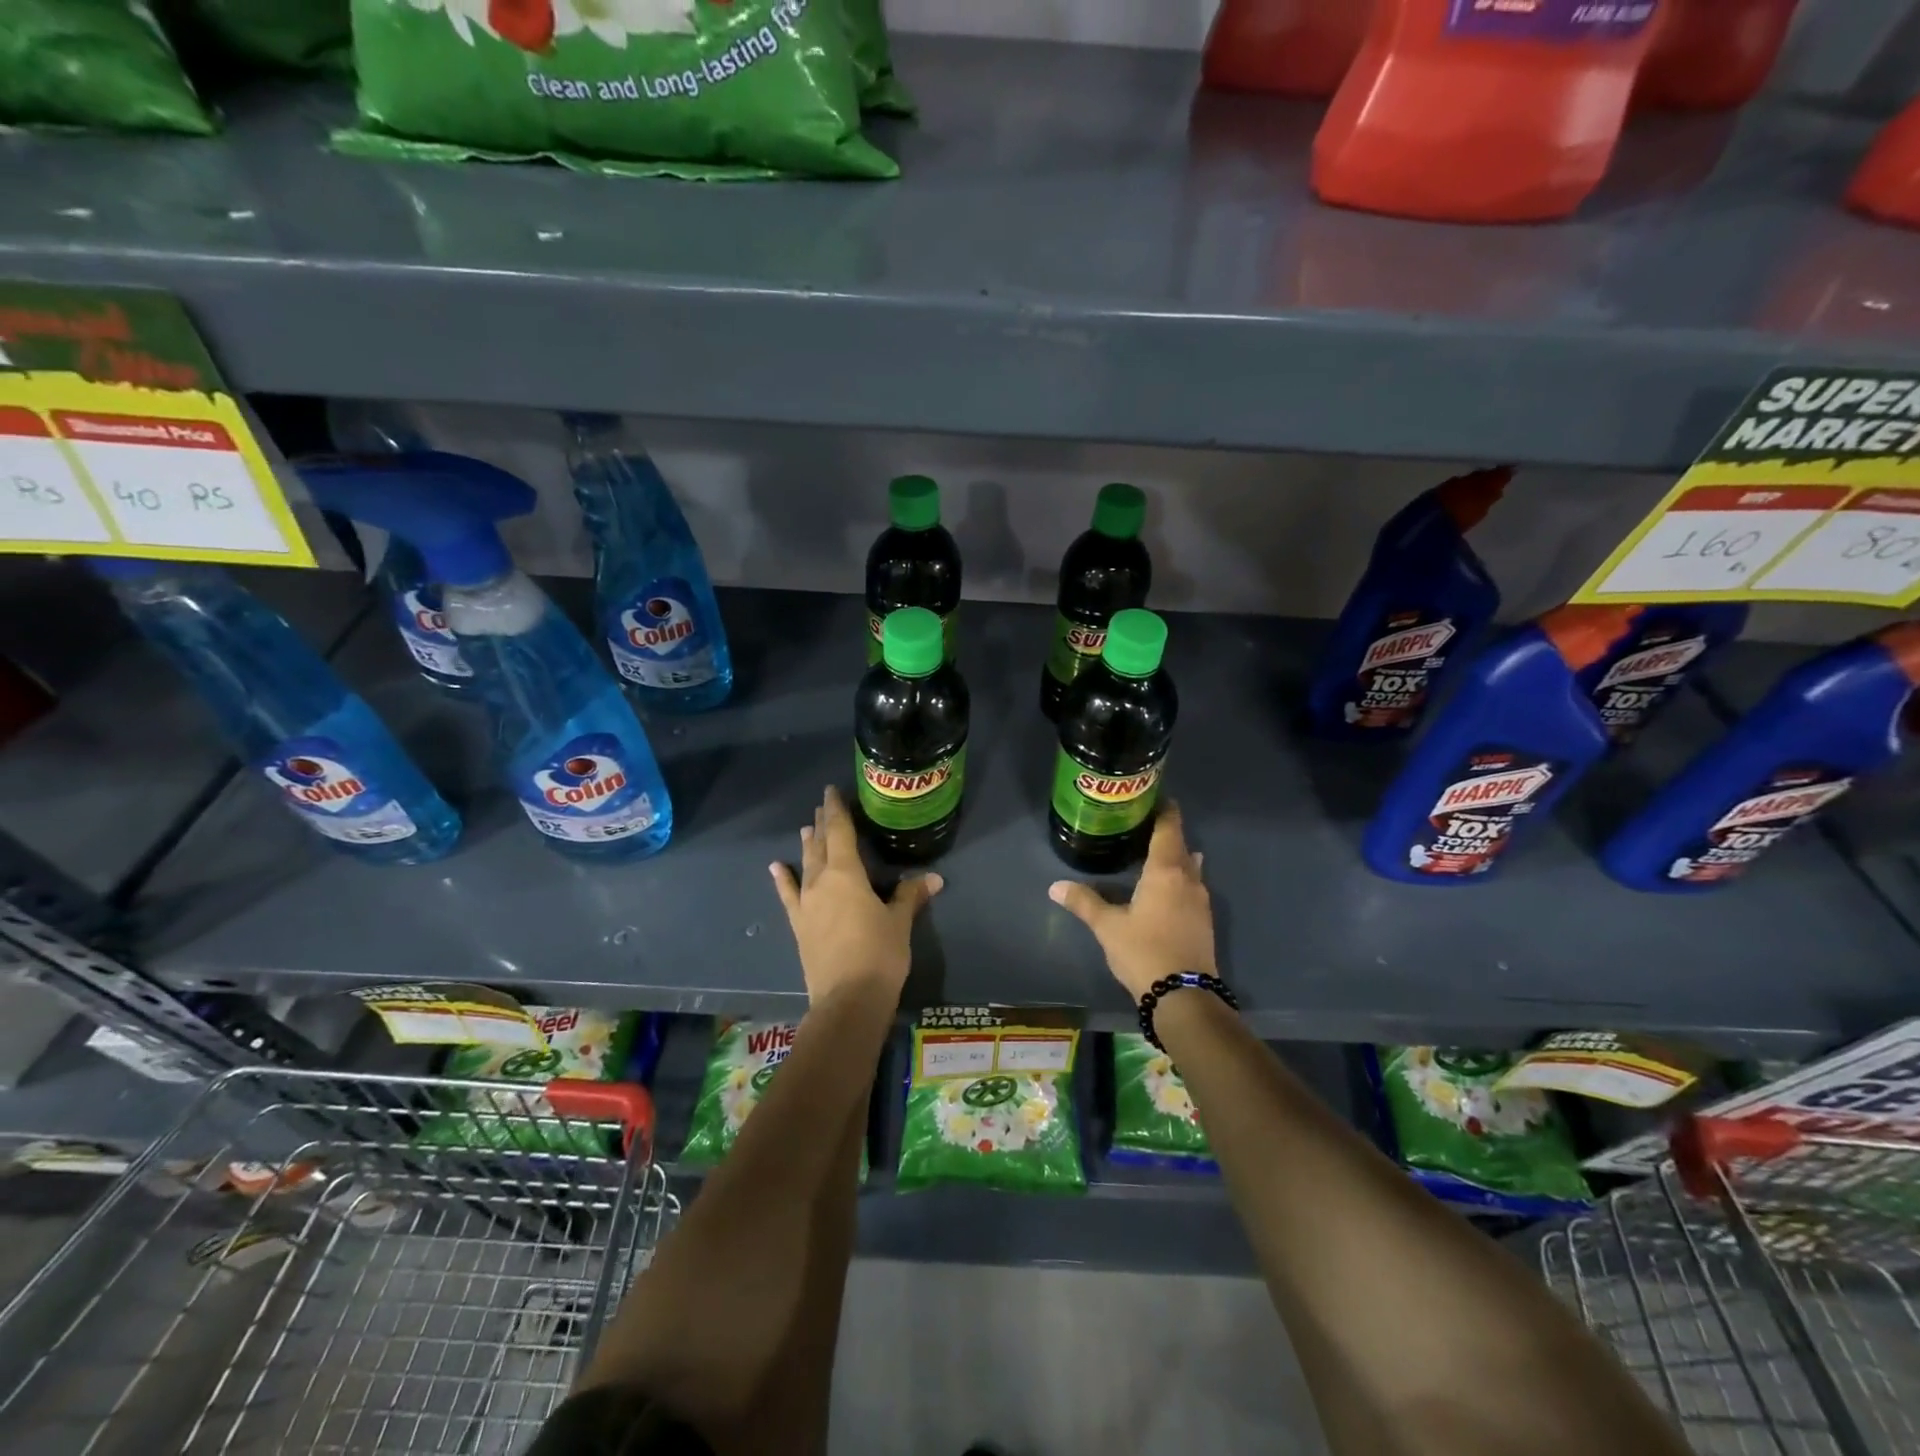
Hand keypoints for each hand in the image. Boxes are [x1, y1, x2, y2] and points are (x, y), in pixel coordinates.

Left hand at [770, 785, 942, 1007]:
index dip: (837, 810)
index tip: (832, 791)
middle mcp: (821, 881)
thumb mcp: (899, 922)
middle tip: (824, 806)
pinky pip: (788, 895)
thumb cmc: (879, 954)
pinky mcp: (799, 926)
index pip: (840, 831)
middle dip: (823, 824)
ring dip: (807, 845)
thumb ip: (910, 895)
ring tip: (806, 828)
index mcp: (847, 873)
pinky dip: (783, 879)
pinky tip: (776, 867)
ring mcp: (806, 904)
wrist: (848, 1000)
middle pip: (821, 845)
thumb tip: (934, 878)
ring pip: (806, 865)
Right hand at [1048, 802, 1215, 1000]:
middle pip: (1181, 846)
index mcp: (1166, 871)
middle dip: (1166, 834)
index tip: (1155, 797)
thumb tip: (1055, 886)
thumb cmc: (1144, 951)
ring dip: (1175, 858)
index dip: (1164, 811)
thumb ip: (1084, 902)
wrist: (1184, 996)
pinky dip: (1179, 879)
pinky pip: (1192, 887)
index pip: (1169, 829)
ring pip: (1190, 868)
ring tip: (1152, 854)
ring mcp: (1201, 901)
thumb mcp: (1108, 927)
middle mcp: (1189, 879)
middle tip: (1142, 826)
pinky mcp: (1204, 921)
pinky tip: (1163, 889)